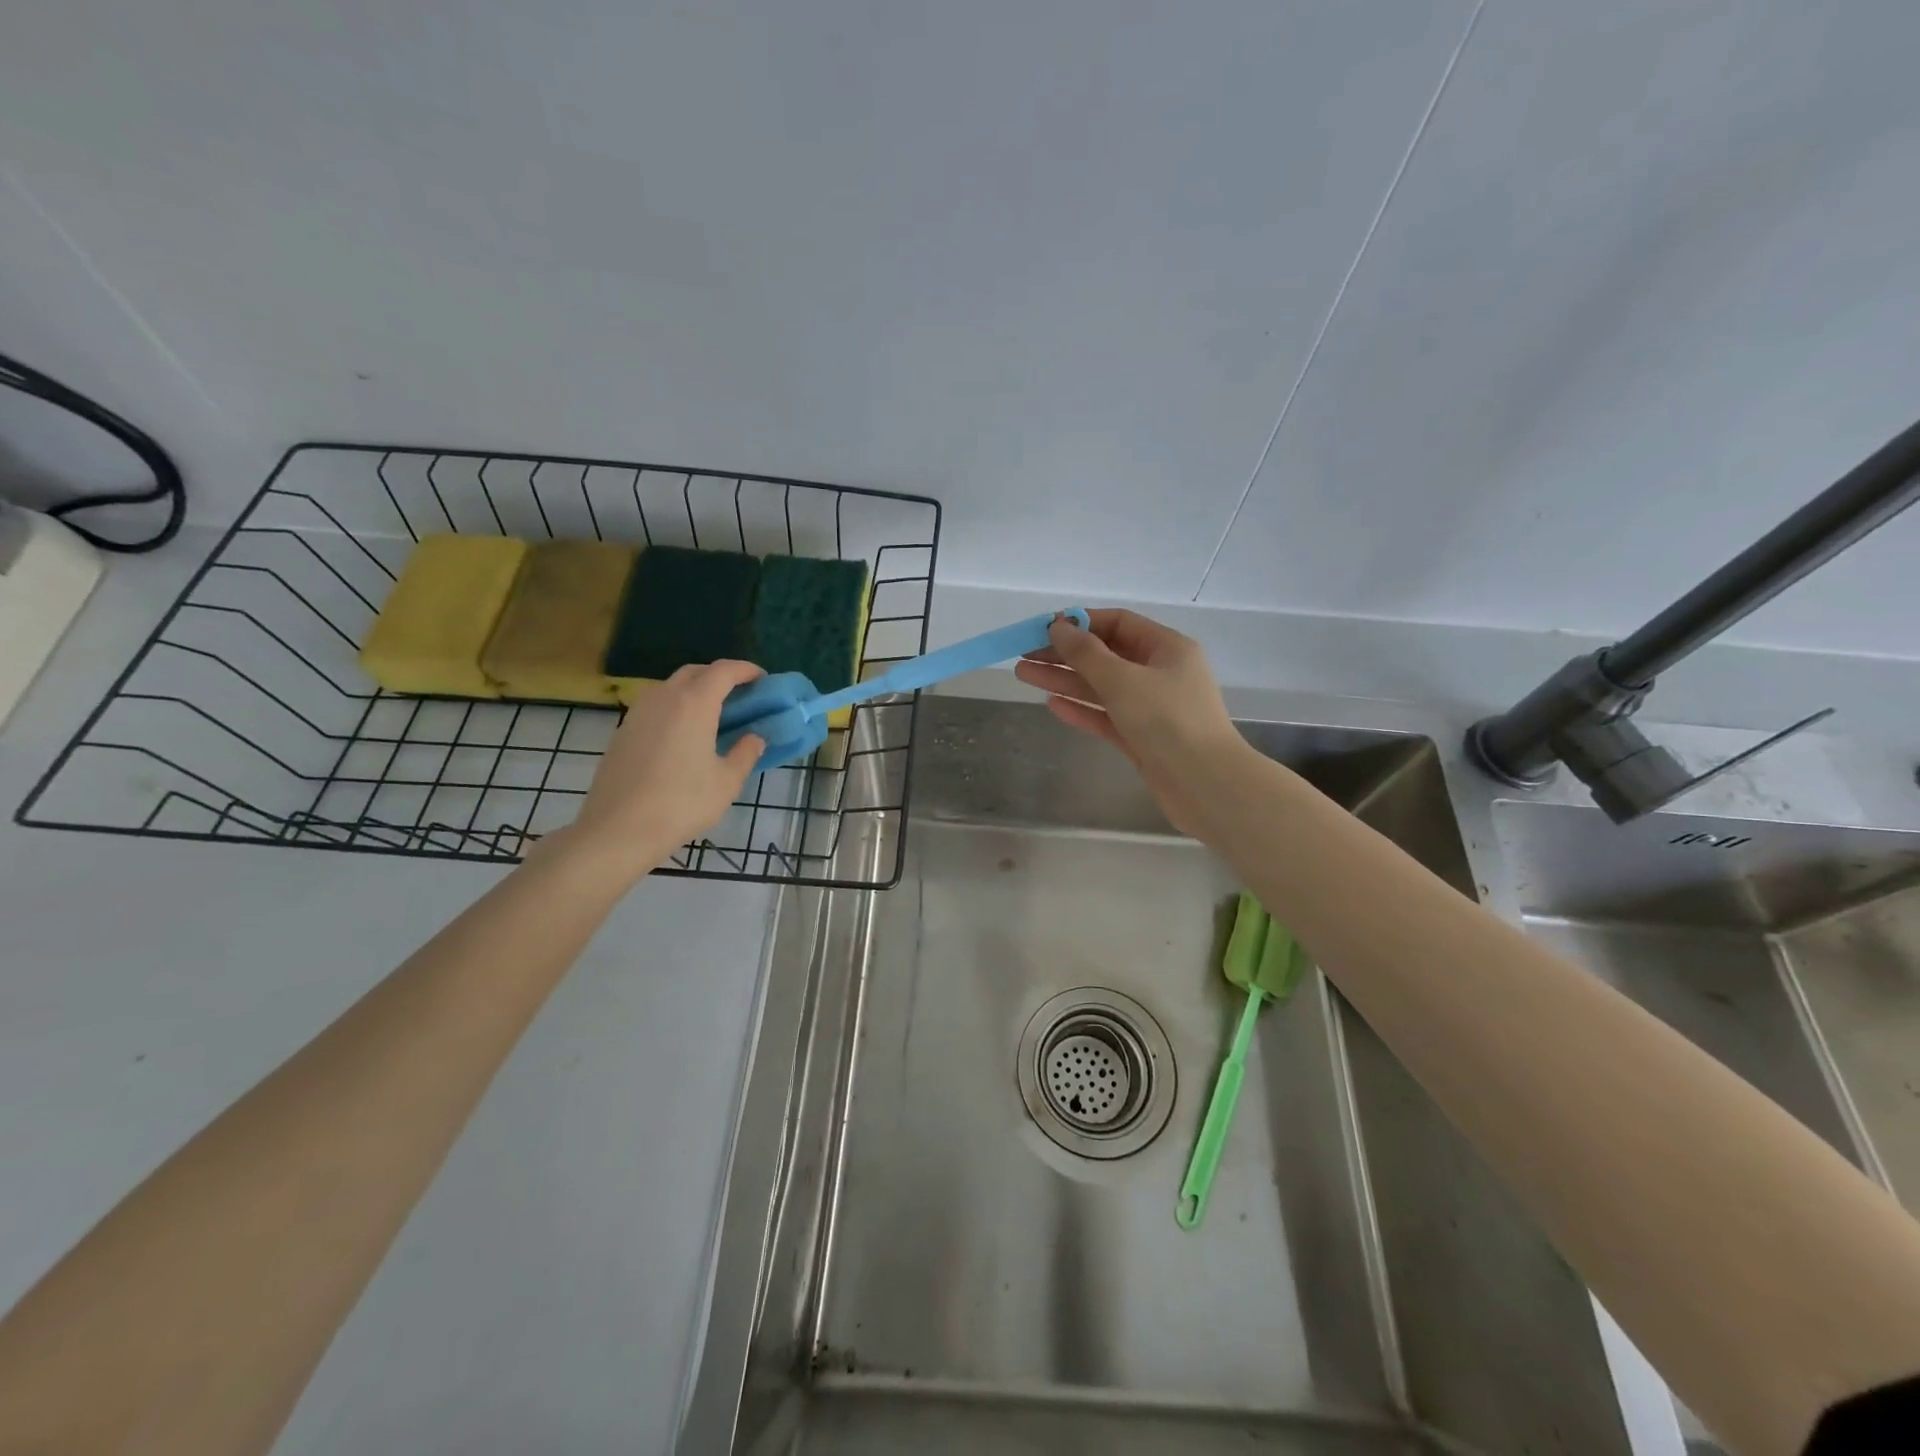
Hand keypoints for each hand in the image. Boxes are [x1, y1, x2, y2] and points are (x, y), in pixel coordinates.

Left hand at [559, 660, 764, 878]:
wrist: (618, 829)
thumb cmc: (681, 803)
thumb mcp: (726, 782)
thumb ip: (745, 753)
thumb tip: (755, 738)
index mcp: (694, 704)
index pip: (724, 671)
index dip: (746, 669)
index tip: (762, 679)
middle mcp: (664, 698)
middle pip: (696, 672)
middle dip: (720, 676)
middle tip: (740, 695)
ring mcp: (638, 712)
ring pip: (671, 686)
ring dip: (695, 690)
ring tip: (713, 714)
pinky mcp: (623, 730)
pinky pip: (656, 706)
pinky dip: (676, 707)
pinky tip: (684, 735)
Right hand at [1014, 609, 1249, 835]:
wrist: (1205, 785)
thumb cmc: (1167, 721)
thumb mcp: (1122, 680)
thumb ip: (1086, 653)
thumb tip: (1058, 626)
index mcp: (1167, 648)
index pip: (1118, 623)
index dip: (1081, 623)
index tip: (1043, 628)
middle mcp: (1161, 673)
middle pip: (1106, 655)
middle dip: (1064, 654)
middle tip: (1023, 654)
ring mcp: (1152, 708)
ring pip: (1102, 687)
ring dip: (1065, 679)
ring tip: (1023, 674)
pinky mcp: (1143, 739)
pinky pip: (1107, 716)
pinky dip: (1081, 709)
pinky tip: (1051, 704)